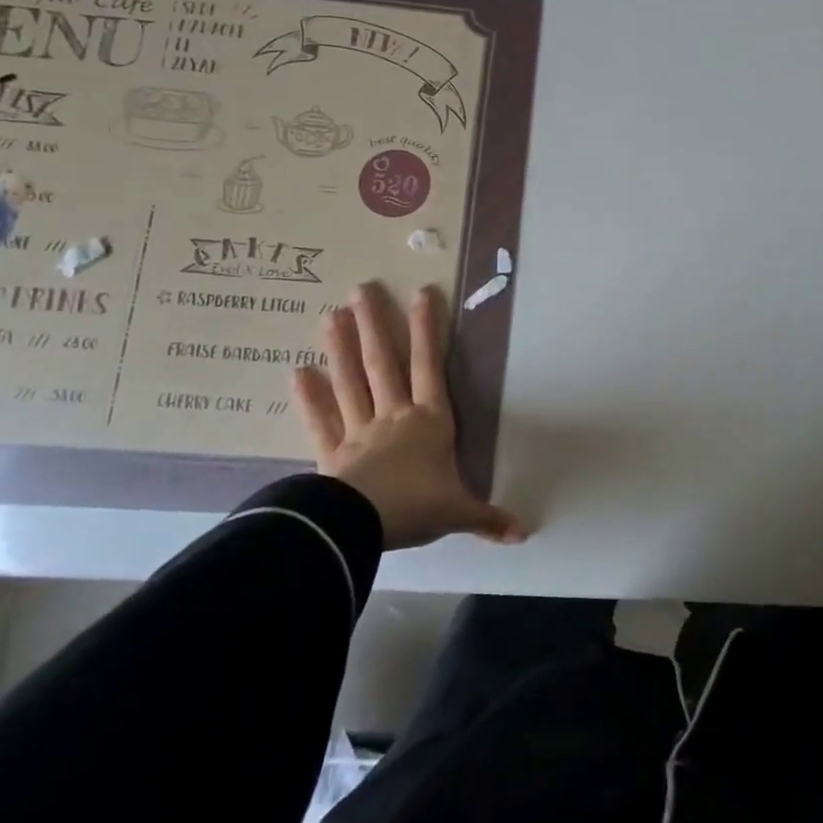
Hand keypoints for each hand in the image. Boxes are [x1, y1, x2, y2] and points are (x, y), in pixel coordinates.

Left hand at [291, 283, 526, 550]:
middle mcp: (394, 416)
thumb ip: (489, 518)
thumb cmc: (417, 507)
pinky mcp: (331, 453)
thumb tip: (525, 534)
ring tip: (331, 315)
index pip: (430, 366)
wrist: (362, 526)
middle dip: (374, 325)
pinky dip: (308, 397)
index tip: (420, 294)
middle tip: (360, 289)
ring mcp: (359, 431)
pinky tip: (296, 371)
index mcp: (430, 421)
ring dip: (340, 348)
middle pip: (383, 363)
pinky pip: (319, 421)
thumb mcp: (459, 512)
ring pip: (350, 382)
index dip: (426, 330)